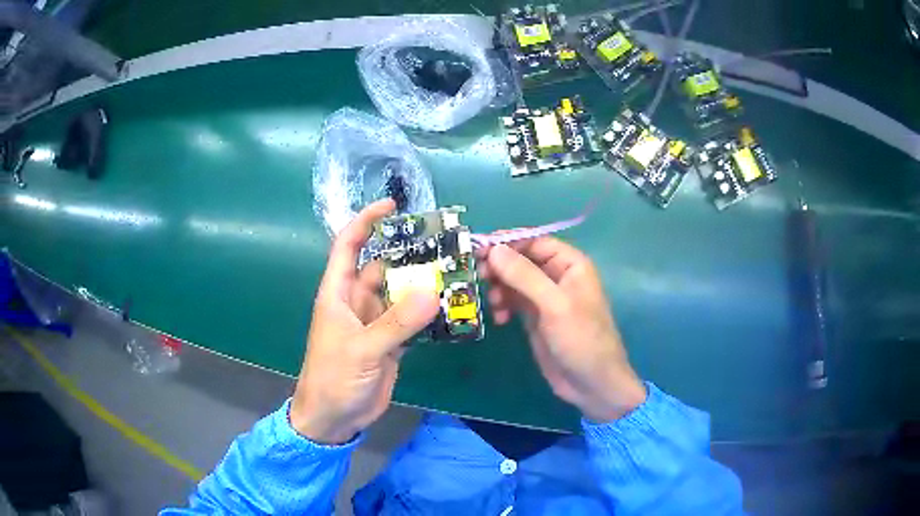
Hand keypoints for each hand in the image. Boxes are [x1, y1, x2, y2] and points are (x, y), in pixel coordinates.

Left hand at [290, 199, 438, 443]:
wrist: (334, 418)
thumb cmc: (334, 378)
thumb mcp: (362, 349)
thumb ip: (396, 323)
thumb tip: (433, 292)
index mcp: (339, 293)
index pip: (349, 246)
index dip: (366, 221)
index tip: (392, 205)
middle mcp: (357, 302)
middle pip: (383, 267)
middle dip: (408, 253)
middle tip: (444, 243)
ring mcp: (375, 323)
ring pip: (401, 294)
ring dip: (423, 284)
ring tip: (454, 271)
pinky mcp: (390, 343)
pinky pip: (411, 320)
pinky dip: (428, 314)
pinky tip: (451, 307)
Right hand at [481, 238, 646, 422]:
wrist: (591, 384)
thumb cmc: (581, 339)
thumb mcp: (554, 305)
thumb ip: (524, 276)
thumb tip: (493, 250)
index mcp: (571, 265)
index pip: (535, 242)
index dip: (508, 243)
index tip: (479, 249)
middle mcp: (557, 276)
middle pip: (521, 260)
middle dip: (499, 267)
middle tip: (478, 276)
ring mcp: (545, 298)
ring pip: (514, 281)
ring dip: (499, 288)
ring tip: (492, 303)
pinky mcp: (536, 318)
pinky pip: (513, 302)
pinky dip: (503, 306)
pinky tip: (499, 319)